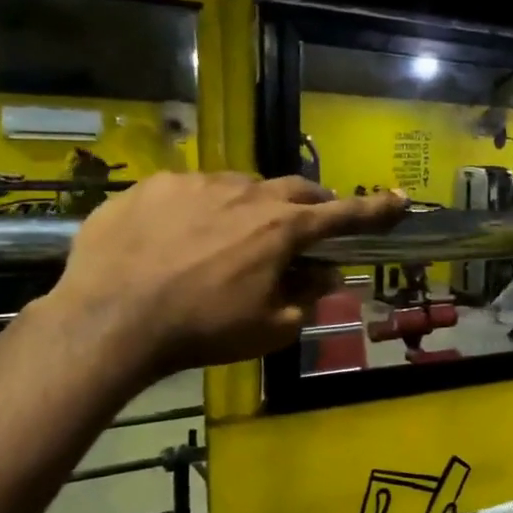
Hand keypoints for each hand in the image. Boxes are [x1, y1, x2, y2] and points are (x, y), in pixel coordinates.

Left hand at [45, 171, 404, 384]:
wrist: (112, 319)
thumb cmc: (203, 330)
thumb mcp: (269, 328)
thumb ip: (306, 296)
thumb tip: (325, 273)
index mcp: (282, 228)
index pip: (343, 215)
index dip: (376, 210)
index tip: (401, 199)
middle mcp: (246, 193)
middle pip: (295, 189)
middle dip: (311, 205)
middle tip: (307, 226)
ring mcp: (196, 183)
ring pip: (240, 186)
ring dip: (251, 208)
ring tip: (229, 241)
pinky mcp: (153, 185)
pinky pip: (190, 191)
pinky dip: (200, 210)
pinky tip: (178, 240)